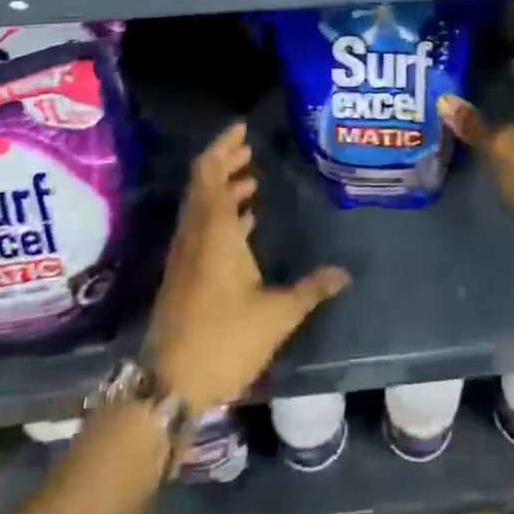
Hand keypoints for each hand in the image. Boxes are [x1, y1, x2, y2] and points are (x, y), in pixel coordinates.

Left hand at [145, 123, 350, 411]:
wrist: (169, 384)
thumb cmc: (224, 340)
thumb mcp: (276, 315)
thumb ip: (311, 289)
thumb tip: (344, 273)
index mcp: (214, 230)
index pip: (212, 172)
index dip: (224, 146)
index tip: (243, 129)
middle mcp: (195, 233)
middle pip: (203, 182)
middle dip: (225, 160)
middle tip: (250, 147)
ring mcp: (186, 253)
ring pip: (201, 204)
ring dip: (223, 187)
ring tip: (252, 180)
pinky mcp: (183, 273)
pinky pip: (201, 225)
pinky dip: (220, 212)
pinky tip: (244, 223)